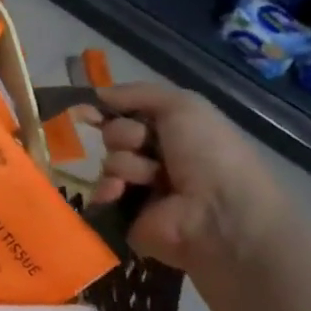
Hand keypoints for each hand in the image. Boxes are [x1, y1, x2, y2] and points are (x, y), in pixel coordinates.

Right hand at [78, 81, 293, 279]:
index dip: (111, 109)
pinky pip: (103, 194)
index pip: (131, 114)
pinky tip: (121, 192)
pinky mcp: (128, 218)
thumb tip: (96, 94)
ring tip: (150, 178)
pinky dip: (109, 190)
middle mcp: (159, 159)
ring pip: (110, 163)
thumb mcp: (183, 105)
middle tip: (144, 145)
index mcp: (176, 133)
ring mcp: (143, 190)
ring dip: (125, 164)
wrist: (220, 214)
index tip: (91, 109)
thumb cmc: (208, 152)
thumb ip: (137, 93)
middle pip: (116, 135)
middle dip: (125, 136)